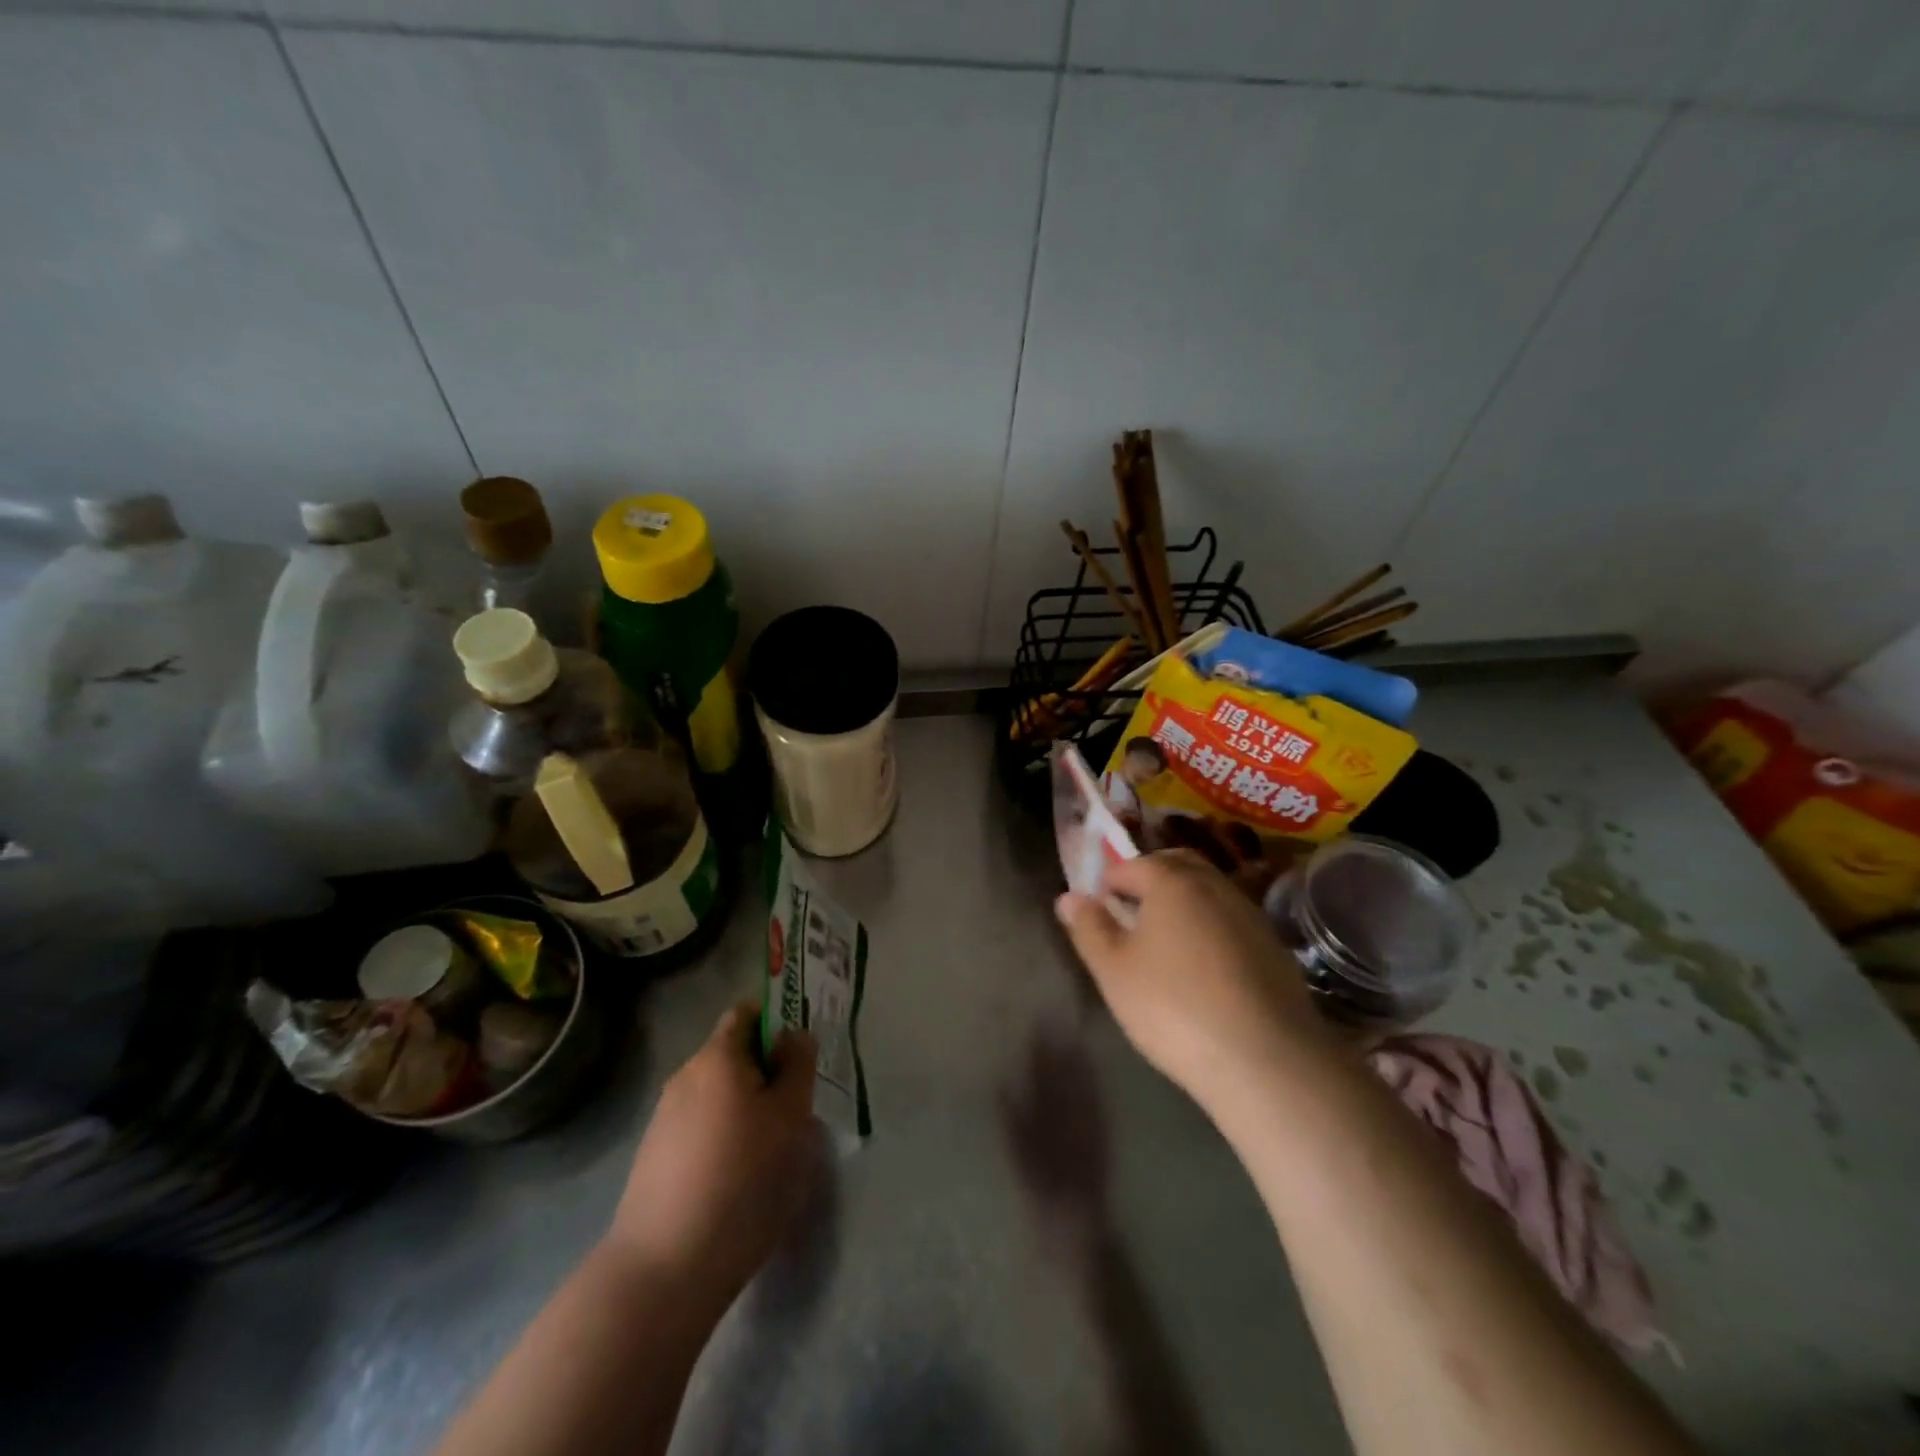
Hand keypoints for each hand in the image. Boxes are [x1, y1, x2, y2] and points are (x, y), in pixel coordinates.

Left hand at [605, 1002, 817, 1312]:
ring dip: (749, 1110)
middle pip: (734, 1056)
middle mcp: (685, 1077)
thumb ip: (797, 1066)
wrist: (662, 1271)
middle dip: (768, 1074)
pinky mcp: (655, 1161)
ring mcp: (664, 1120)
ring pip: (720, 1097)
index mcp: (717, 1056)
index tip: (803, 1054)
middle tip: (799, 1109)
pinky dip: (726, 1141)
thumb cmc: (741, 1179)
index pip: (747, 1013)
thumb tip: (794, 1036)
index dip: (778, 1022)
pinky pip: (703, 1130)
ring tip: (774, 1152)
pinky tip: (741, 1181)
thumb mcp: (790, 1117)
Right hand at [1055, 850, 1327, 1112]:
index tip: (1099, 908)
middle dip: (1151, 878)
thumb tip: (1069, 897)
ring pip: (1209, 891)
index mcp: (1172, 882)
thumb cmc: (1173, 1007)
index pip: (1132, 864)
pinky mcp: (1274, 948)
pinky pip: (1232, 921)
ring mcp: (1250, 915)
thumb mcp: (1114, 971)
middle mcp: (1214, 886)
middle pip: (1177, 865)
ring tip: (1166, 940)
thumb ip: (1089, 928)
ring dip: (1185, 901)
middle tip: (1131, 912)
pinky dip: (1212, 927)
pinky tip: (1205, 967)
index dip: (1109, 881)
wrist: (1265, 1059)